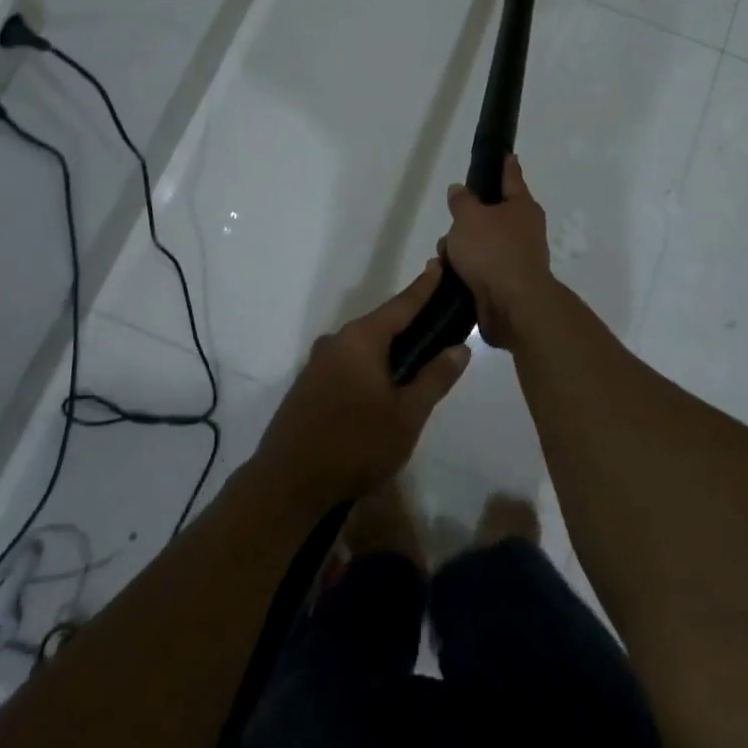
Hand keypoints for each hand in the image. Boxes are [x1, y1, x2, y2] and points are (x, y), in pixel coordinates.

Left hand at [256, 261, 469, 506]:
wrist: (287, 484)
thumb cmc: (355, 444)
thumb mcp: (407, 415)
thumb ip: (435, 378)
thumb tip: (460, 348)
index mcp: (361, 339)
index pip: (401, 304)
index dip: (423, 287)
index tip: (439, 263)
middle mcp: (336, 341)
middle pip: (381, 324)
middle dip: (408, 323)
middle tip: (438, 324)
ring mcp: (317, 364)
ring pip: (363, 347)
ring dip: (388, 350)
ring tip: (416, 361)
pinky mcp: (308, 387)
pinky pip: (348, 365)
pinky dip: (369, 367)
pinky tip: (381, 388)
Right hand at [442, 155, 552, 348]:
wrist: (512, 305)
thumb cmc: (493, 250)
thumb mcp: (469, 216)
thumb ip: (462, 200)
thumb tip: (460, 190)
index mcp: (522, 207)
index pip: (512, 177)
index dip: (505, 165)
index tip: (506, 154)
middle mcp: (524, 230)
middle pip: (491, 215)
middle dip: (467, 219)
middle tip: (450, 222)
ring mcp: (517, 258)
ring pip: (482, 244)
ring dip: (461, 248)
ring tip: (442, 256)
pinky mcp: (506, 284)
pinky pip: (480, 268)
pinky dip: (464, 269)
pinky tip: (447, 274)